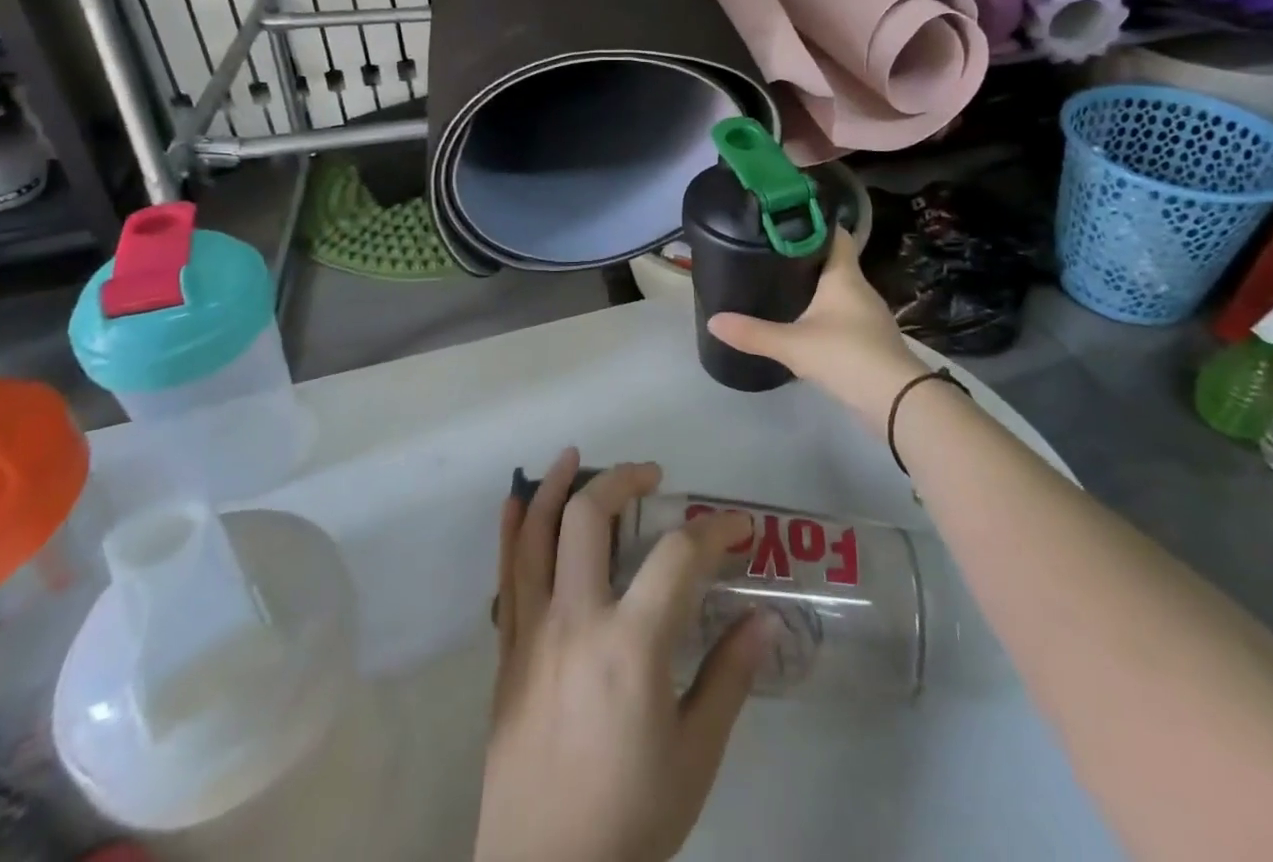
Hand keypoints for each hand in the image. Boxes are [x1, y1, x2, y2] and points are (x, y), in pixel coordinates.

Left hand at [476, 451, 770, 861]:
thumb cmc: (630, 817)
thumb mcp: (695, 756)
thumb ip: (729, 677)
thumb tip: (766, 617)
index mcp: (631, 644)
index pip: (678, 557)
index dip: (714, 530)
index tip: (737, 526)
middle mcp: (576, 619)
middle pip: (590, 518)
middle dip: (622, 480)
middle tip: (651, 475)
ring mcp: (533, 630)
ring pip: (537, 534)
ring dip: (556, 486)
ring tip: (574, 456)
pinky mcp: (508, 649)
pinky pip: (506, 575)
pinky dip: (512, 531)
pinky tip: (518, 501)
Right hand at [706, 229, 924, 431]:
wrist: (898, 401)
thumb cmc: (846, 355)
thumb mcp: (793, 344)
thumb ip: (753, 332)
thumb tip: (712, 320)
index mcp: (845, 276)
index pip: (835, 235)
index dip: (813, 224)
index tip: (785, 220)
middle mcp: (859, 288)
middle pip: (833, 262)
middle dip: (806, 257)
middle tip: (770, 253)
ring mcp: (868, 315)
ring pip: (838, 290)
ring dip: (815, 287)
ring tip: (780, 284)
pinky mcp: (870, 340)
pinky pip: (842, 315)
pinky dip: (823, 313)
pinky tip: (802, 322)